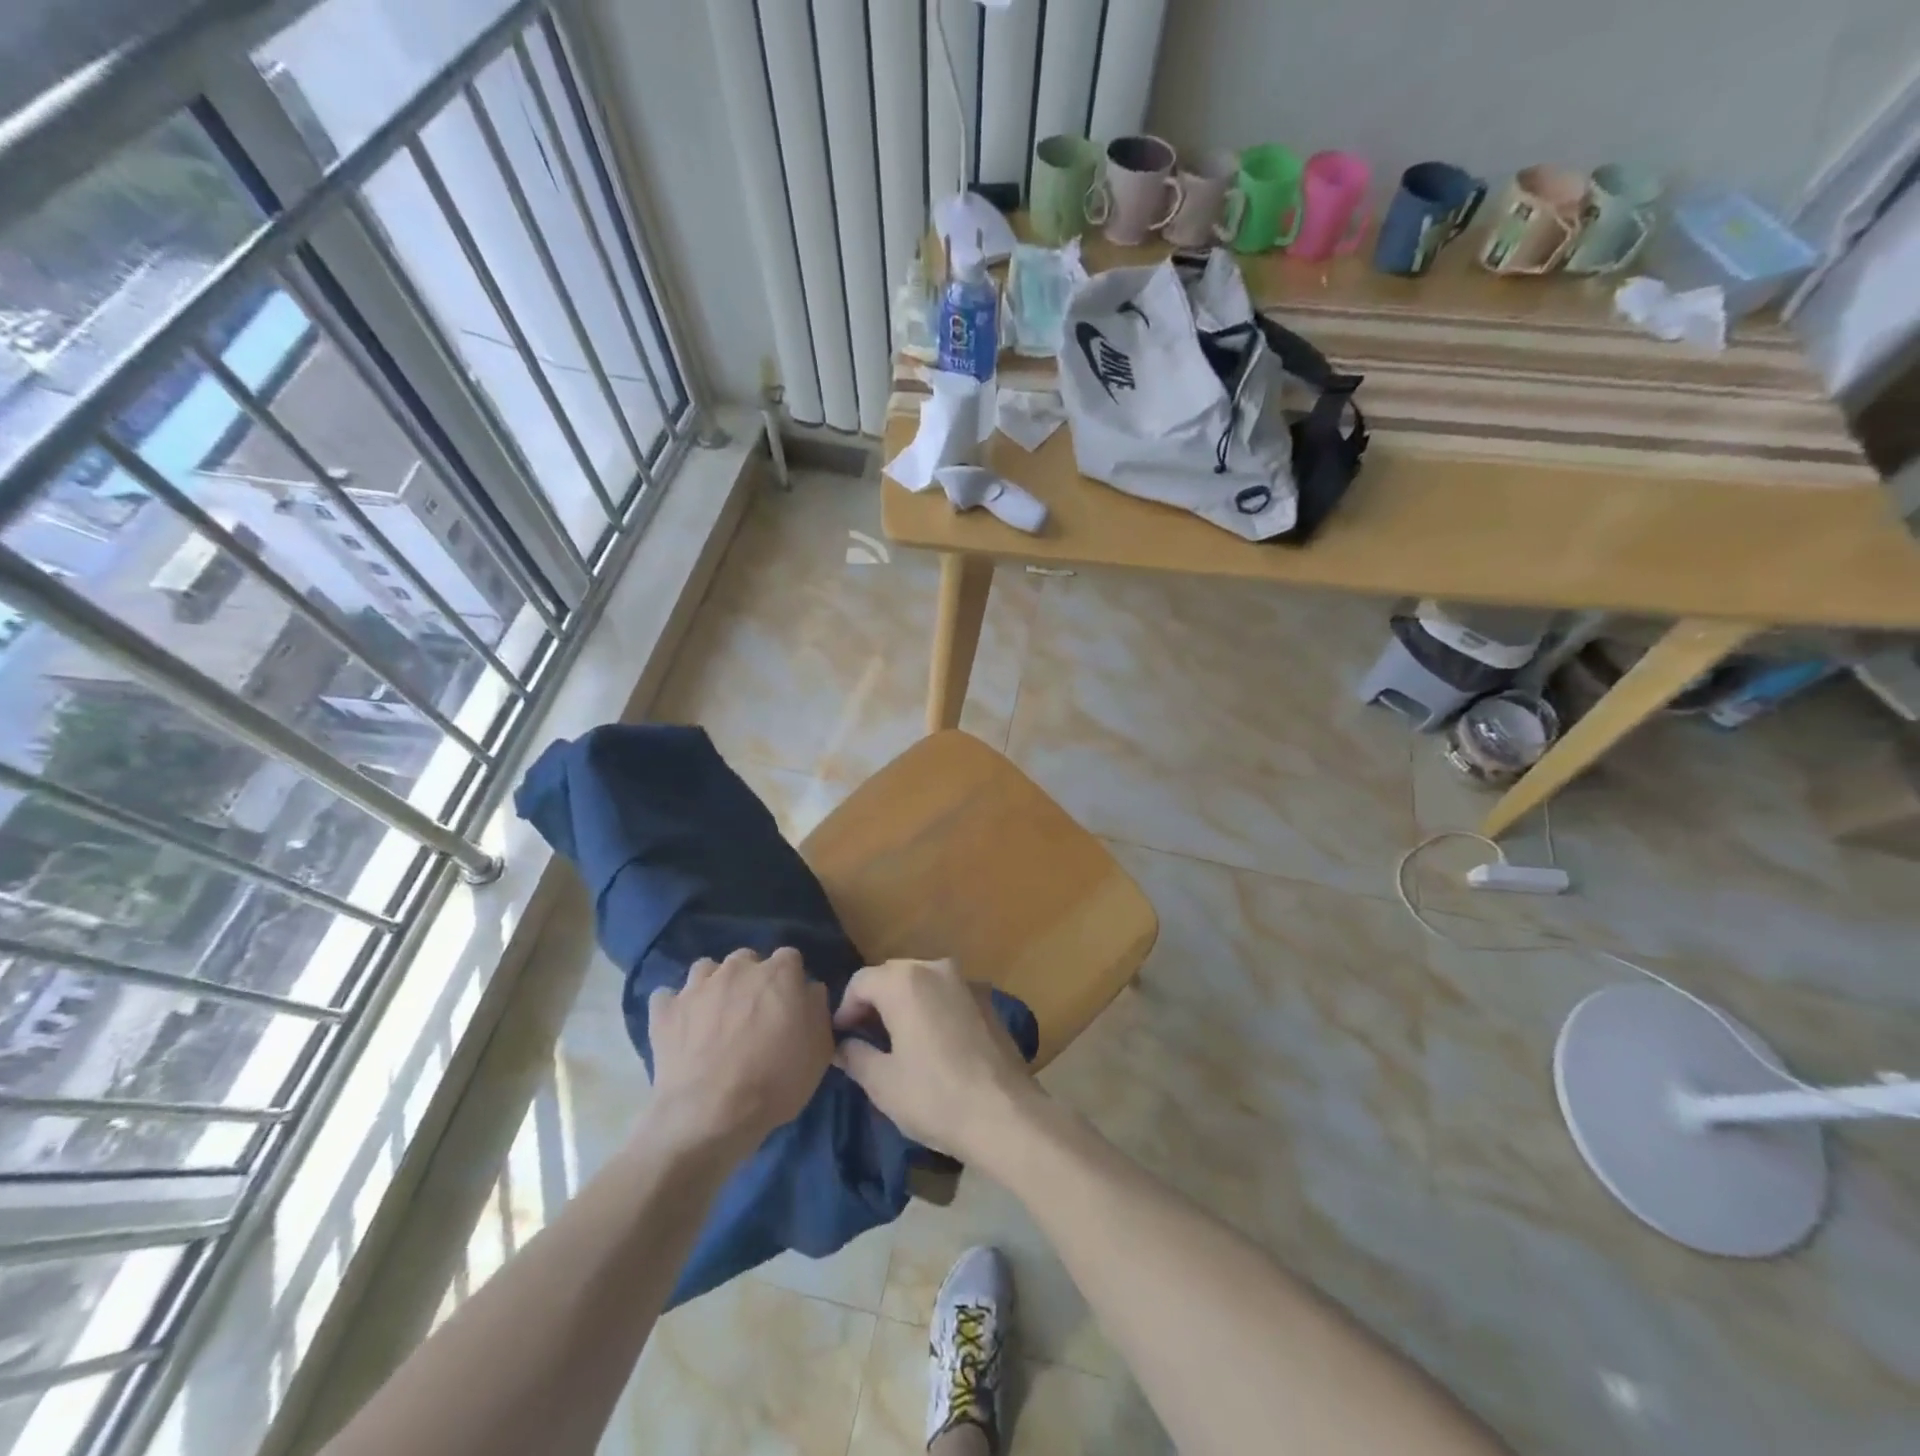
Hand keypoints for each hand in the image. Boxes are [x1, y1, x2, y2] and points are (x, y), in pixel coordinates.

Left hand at [647, 947, 832, 1154]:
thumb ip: (817, 1008)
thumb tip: (808, 990)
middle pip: (747, 960)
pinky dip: (674, 1008)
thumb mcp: (820, 1049)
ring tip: (714, 1018)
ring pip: (706, 970)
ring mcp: (697, 986)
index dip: (789, 982)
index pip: (789, 959)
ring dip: (712, 987)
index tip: (789, 1006)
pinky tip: (680, 1027)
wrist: (710, 1114)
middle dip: (750, 980)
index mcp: (779, 972)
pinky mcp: (664, 1010)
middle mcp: (738, 968)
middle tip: (752, 1014)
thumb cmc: (776, 1080)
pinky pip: (667, 997)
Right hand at [831, 958, 1040, 1166]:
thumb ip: (855, 1056)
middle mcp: (936, 968)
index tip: (841, 1040)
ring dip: (904, 1004)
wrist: (1005, 1115)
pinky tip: (933, 1045)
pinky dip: (932, 1010)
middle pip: (892, 976)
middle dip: (874, 1003)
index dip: (845, 1010)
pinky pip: (947, 996)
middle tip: (865, 1040)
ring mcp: (967, 982)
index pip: (861, 982)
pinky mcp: (988, 1001)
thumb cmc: (935, 1096)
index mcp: (905, 981)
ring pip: (922, 983)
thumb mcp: (882, 1083)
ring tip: (897, 1042)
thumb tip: (843, 1046)